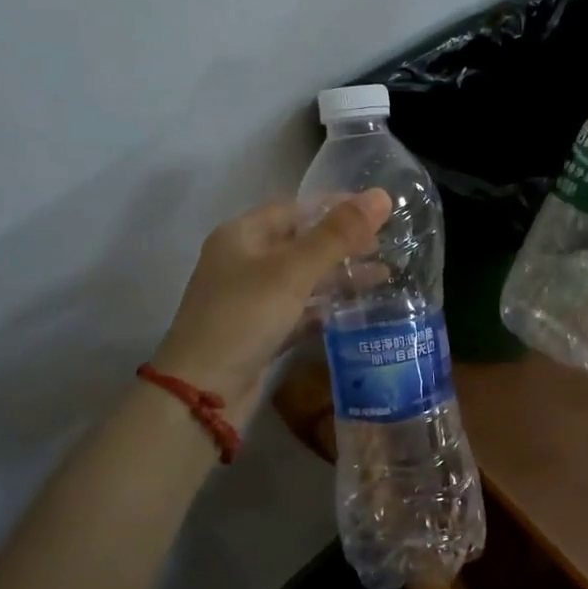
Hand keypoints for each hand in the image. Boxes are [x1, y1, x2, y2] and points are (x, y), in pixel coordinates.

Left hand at [150, 189, 390, 416]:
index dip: (336, 206)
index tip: (378, 211)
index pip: (296, 207)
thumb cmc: (244, 318)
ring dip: (340, 275)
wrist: (201, 393)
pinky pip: (301, 309)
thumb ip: (339, 234)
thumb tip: (381, 195)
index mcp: (242, 235)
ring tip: (384, 275)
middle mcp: (244, 261)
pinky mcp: (261, 331)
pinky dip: (327, 306)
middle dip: (343, 242)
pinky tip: (358, 307)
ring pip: (304, 277)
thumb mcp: (293, 271)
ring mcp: (251, 298)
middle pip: (301, 242)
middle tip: (386, 245)